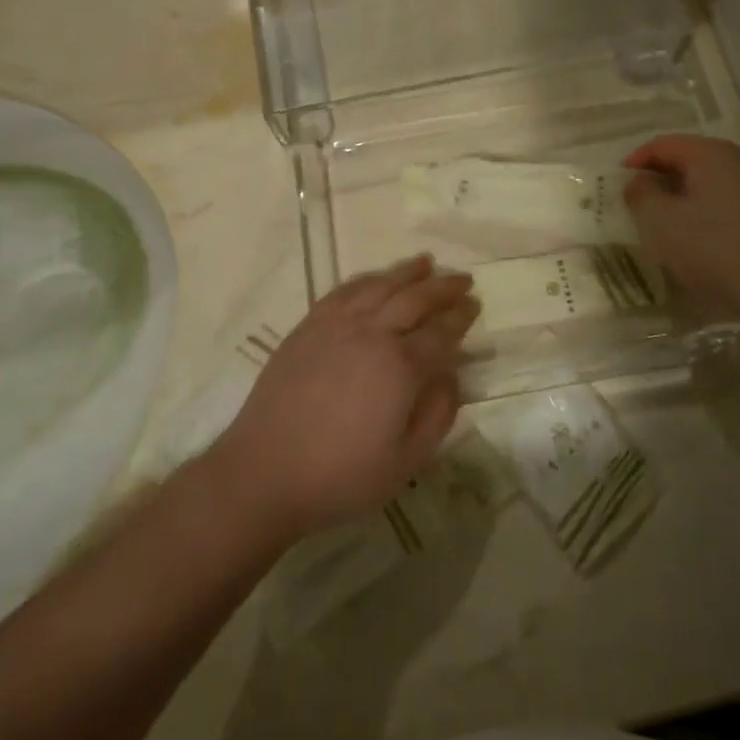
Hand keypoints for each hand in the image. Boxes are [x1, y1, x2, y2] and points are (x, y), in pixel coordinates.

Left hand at [205, 255, 477, 542]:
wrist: (264, 472)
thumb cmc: (341, 476)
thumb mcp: (406, 462)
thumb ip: (438, 415)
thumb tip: (451, 376)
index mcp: (400, 366)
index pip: (441, 332)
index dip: (460, 317)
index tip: (474, 306)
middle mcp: (372, 333)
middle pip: (415, 299)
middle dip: (443, 287)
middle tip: (463, 280)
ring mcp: (336, 325)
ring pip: (380, 286)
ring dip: (407, 272)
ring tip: (427, 263)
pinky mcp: (308, 326)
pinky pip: (344, 291)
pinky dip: (367, 279)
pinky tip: (376, 278)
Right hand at [623, 135, 739, 335]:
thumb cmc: (714, 249)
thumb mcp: (660, 222)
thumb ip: (641, 195)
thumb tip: (639, 181)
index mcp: (712, 154)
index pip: (664, 144)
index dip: (636, 160)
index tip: (618, 183)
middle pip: (692, 160)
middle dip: (662, 179)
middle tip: (639, 203)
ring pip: (713, 184)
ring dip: (686, 199)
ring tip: (667, 225)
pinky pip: (731, 204)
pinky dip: (709, 214)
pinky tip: (702, 243)